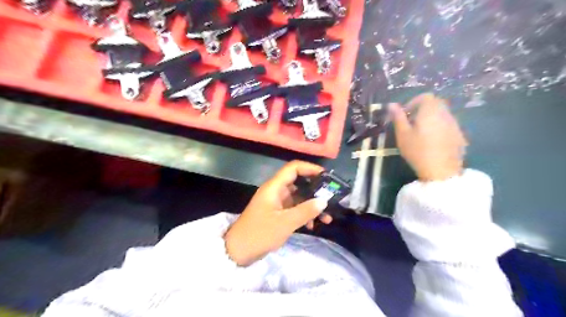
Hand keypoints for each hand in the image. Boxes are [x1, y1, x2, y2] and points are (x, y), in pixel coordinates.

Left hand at [225, 162, 331, 265]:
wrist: (238, 251)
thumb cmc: (260, 233)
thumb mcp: (285, 223)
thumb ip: (306, 211)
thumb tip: (324, 201)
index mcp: (274, 187)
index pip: (293, 168)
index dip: (310, 168)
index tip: (327, 177)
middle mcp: (276, 191)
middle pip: (299, 183)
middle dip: (316, 191)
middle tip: (331, 199)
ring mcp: (277, 202)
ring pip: (299, 197)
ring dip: (312, 205)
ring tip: (327, 217)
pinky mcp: (277, 213)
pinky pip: (294, 209)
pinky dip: (304, 214)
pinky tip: (312, 226)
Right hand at [389, 93, 469, 180]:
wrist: (441, 171)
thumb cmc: (417, 151)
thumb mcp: (402, 134)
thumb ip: (398, 117)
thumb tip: (392, 105)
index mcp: (431, 111)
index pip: (425, 97)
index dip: (413, 102)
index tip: (405, 114)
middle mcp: (446, 114)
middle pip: (435, 104)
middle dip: (421, 110)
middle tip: (410, 124)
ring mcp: (455, 125)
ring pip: (442, 115)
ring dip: (430, 119)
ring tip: (420, 134)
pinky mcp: (460, 136)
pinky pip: (448, 126)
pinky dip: (439, 128)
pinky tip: (432, 143)